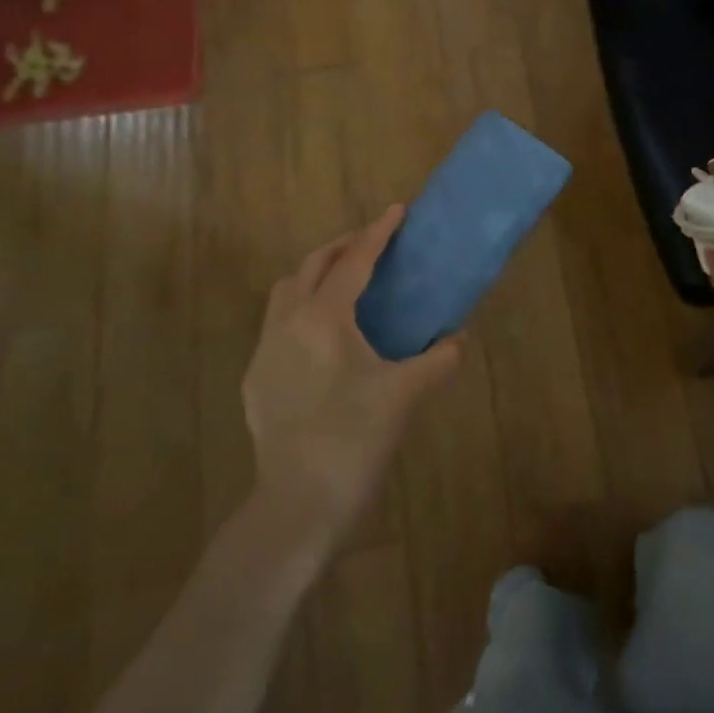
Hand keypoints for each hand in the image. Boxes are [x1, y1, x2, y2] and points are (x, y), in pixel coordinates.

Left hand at [243, 207, 460, 535]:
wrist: (298, 502)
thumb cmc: (355, 438)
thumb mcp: (405, 394)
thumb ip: (437, 360)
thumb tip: (458, 340)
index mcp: (324, 318)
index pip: (354, 262)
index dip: (378, 233)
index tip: (397, 210)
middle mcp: (287, 322)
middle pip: (311, 266)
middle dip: (341, 246)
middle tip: (371, 243)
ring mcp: (265, 350)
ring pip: (285, 291)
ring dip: (314, 274)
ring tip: (343, 281)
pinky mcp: (255, 378)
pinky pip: (277, 324)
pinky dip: (300, 309)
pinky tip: (321, 335)